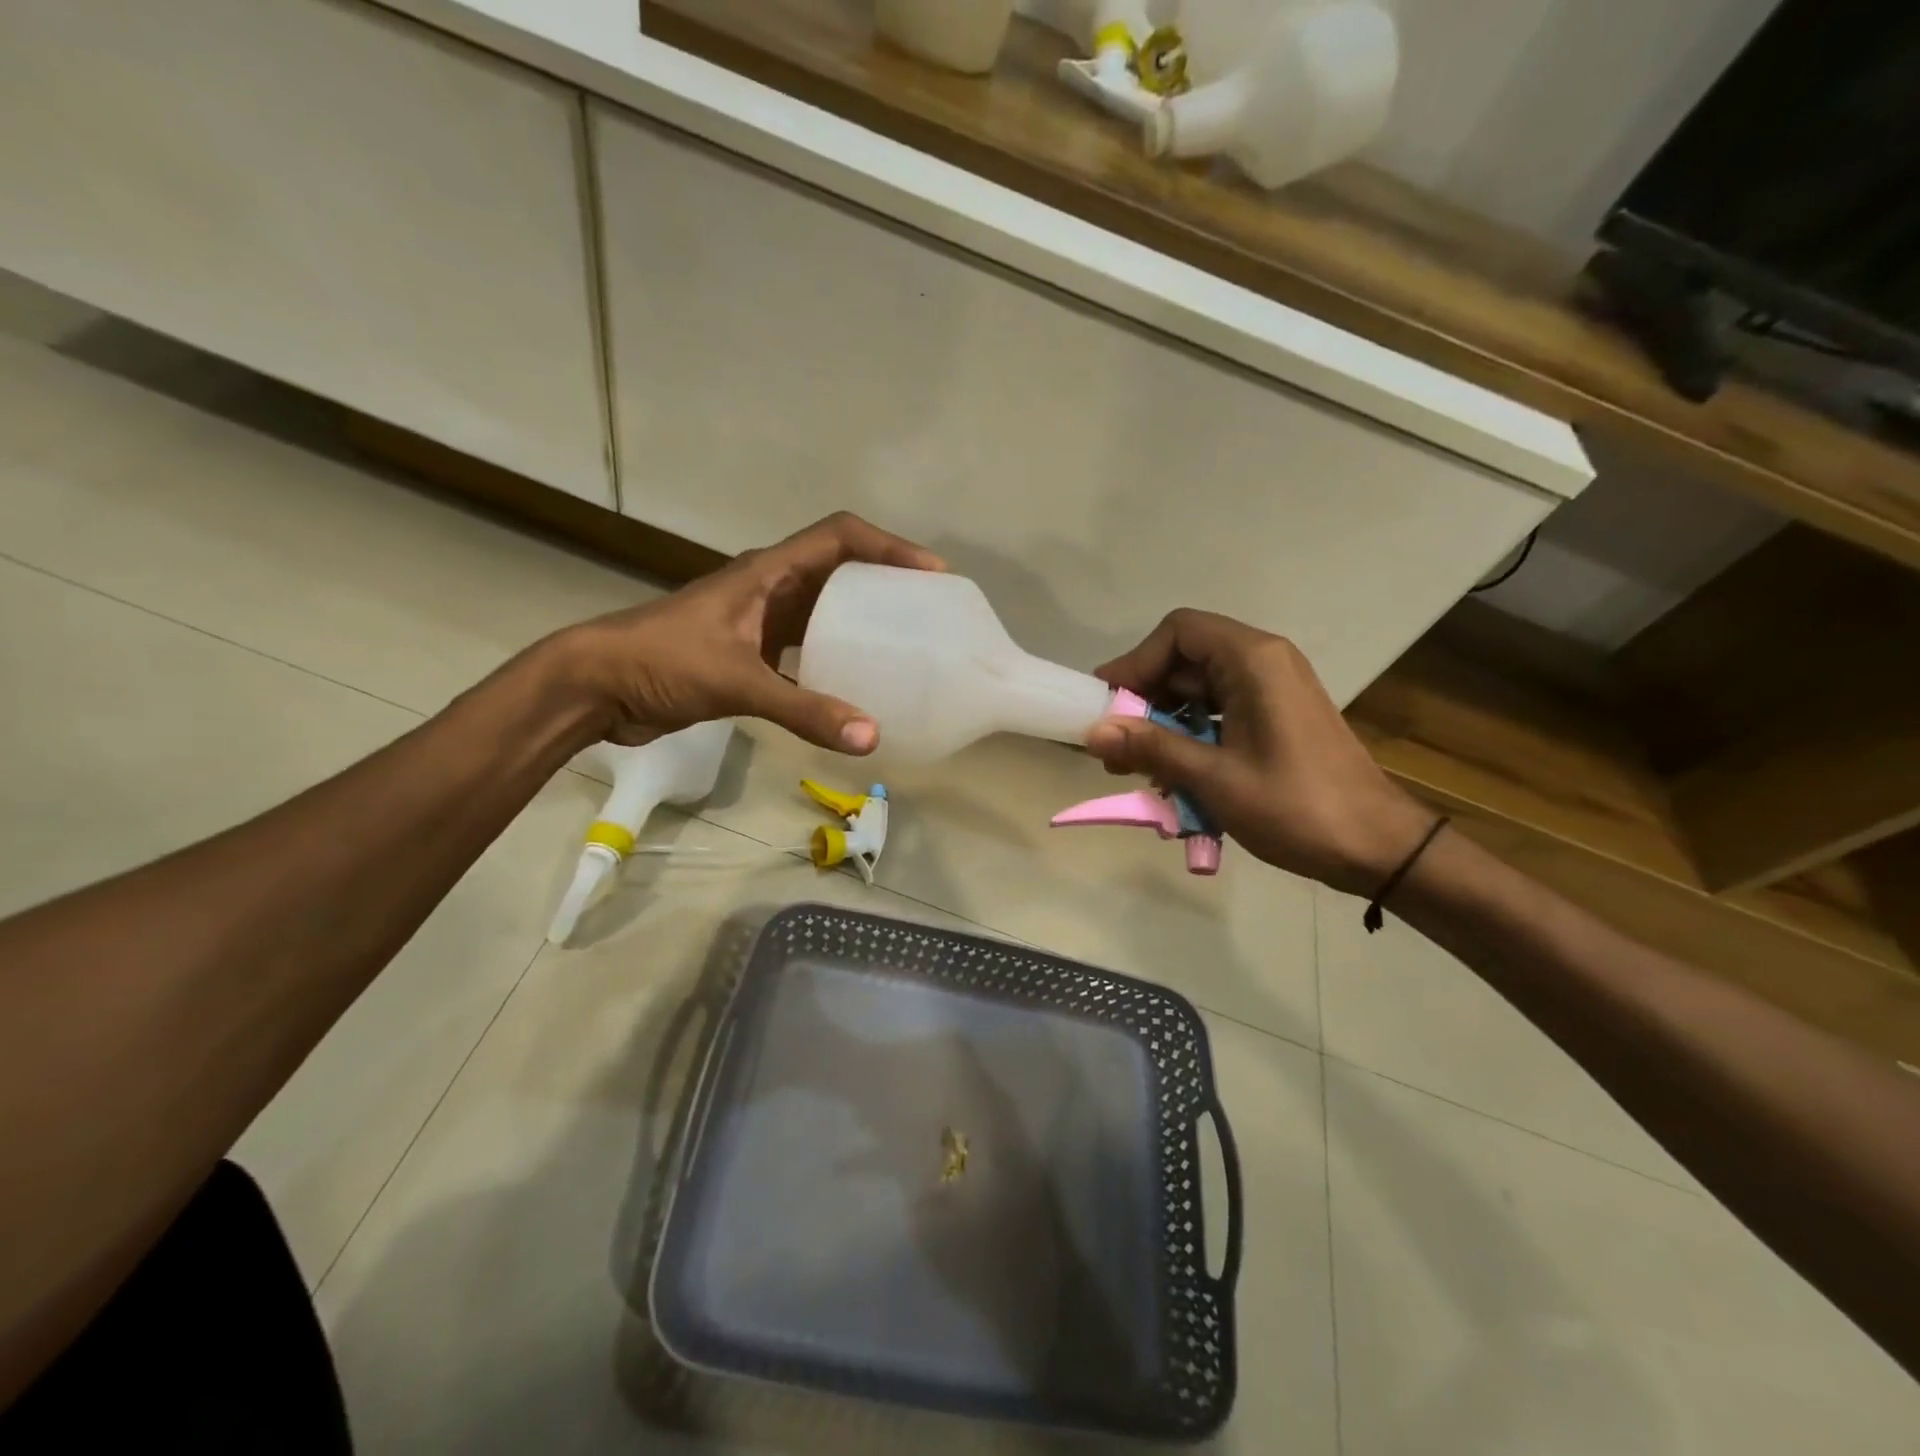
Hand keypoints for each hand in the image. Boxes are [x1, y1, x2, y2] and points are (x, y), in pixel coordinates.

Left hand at [552, 512, 943, 751]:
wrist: (597, 687)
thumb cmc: (663, 662)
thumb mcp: (738, 681)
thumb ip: (804, 710)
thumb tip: (871, 737)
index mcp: (768, 572)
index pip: (840, 537)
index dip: (889, 547)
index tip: (932, 574)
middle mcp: (769, 588)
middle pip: (840, 571)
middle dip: (885, 584)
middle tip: (928, 614)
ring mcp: (758, 622)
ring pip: (824, 613)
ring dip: (861, 624)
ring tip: (903, 648)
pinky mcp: (749, 655)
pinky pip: (806, 652)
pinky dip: (832, 665)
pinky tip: (854, 691)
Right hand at [1087, 610, 1431, 895]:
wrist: (1377, 848)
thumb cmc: (1296, 807)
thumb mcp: (1215, 778)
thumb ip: (1152, 747)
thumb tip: (1093, 732)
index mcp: (1253, 661)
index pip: (1178, 633)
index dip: (1136, 662)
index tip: (1108, 704)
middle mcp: (1263, 664)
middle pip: (1185, 660)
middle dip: (1144, 700)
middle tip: (1114, 747)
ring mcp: (1272, 692)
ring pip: (1198, 691)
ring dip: (1163, 725)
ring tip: (1137, 769)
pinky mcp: (1275, 719)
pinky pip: (1218, 714)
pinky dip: (1189, 738)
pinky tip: (1173, 777)